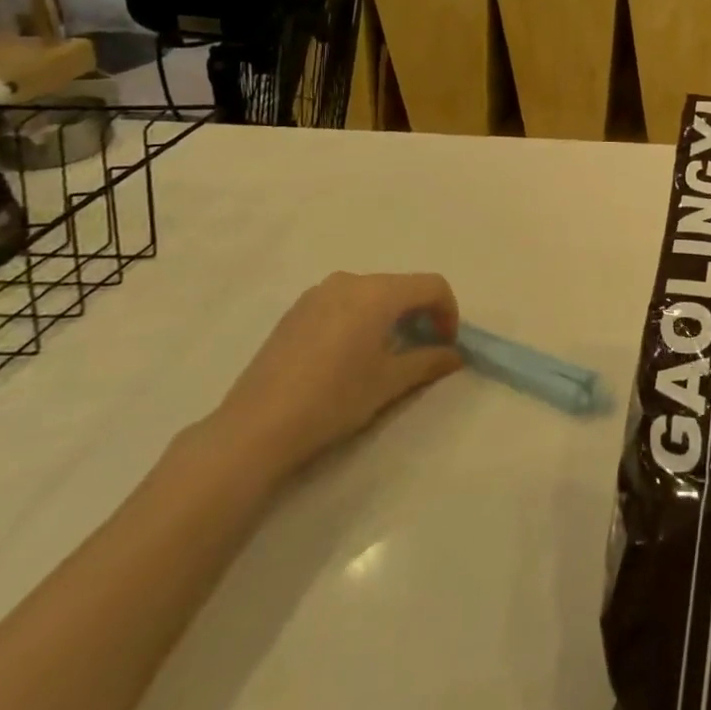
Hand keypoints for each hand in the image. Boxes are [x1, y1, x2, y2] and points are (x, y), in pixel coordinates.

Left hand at [209, 272, 461, 479]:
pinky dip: (361, 318)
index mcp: (378, 292)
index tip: (447, 345)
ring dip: (390, 315)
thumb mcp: (389, 383)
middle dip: (420, 313)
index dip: (449, 312)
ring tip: (386, 353)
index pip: (432, 285)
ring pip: (371, 293)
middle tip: (422, 350)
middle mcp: (349, 280)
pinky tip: (349, 355)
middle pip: (401, 286)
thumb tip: (455, 354)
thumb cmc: (333, 400)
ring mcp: (318, 294)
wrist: (255, 428)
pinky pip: (343, 302)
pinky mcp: (296, 311)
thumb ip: (429, 362)